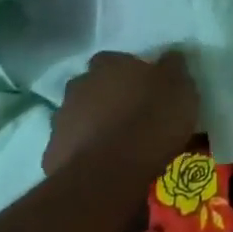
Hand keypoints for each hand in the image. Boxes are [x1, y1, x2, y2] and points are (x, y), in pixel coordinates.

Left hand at [44, 50, 200, 179]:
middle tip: (131, 115)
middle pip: (94, 86)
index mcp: (109, 64)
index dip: (131, 73)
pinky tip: (103, 167)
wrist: (107, 175)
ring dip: (94, 125)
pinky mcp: (52, 153)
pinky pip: (73, 148)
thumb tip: (171, 56)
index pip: (117, 59)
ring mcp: (62, 119)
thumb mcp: (180, 89)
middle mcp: (80, 85)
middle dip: (109, 97)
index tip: (146, 87)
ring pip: (80, 116)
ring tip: (118, 145)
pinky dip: (85, 153)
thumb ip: (173, 68)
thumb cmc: (149, 122)